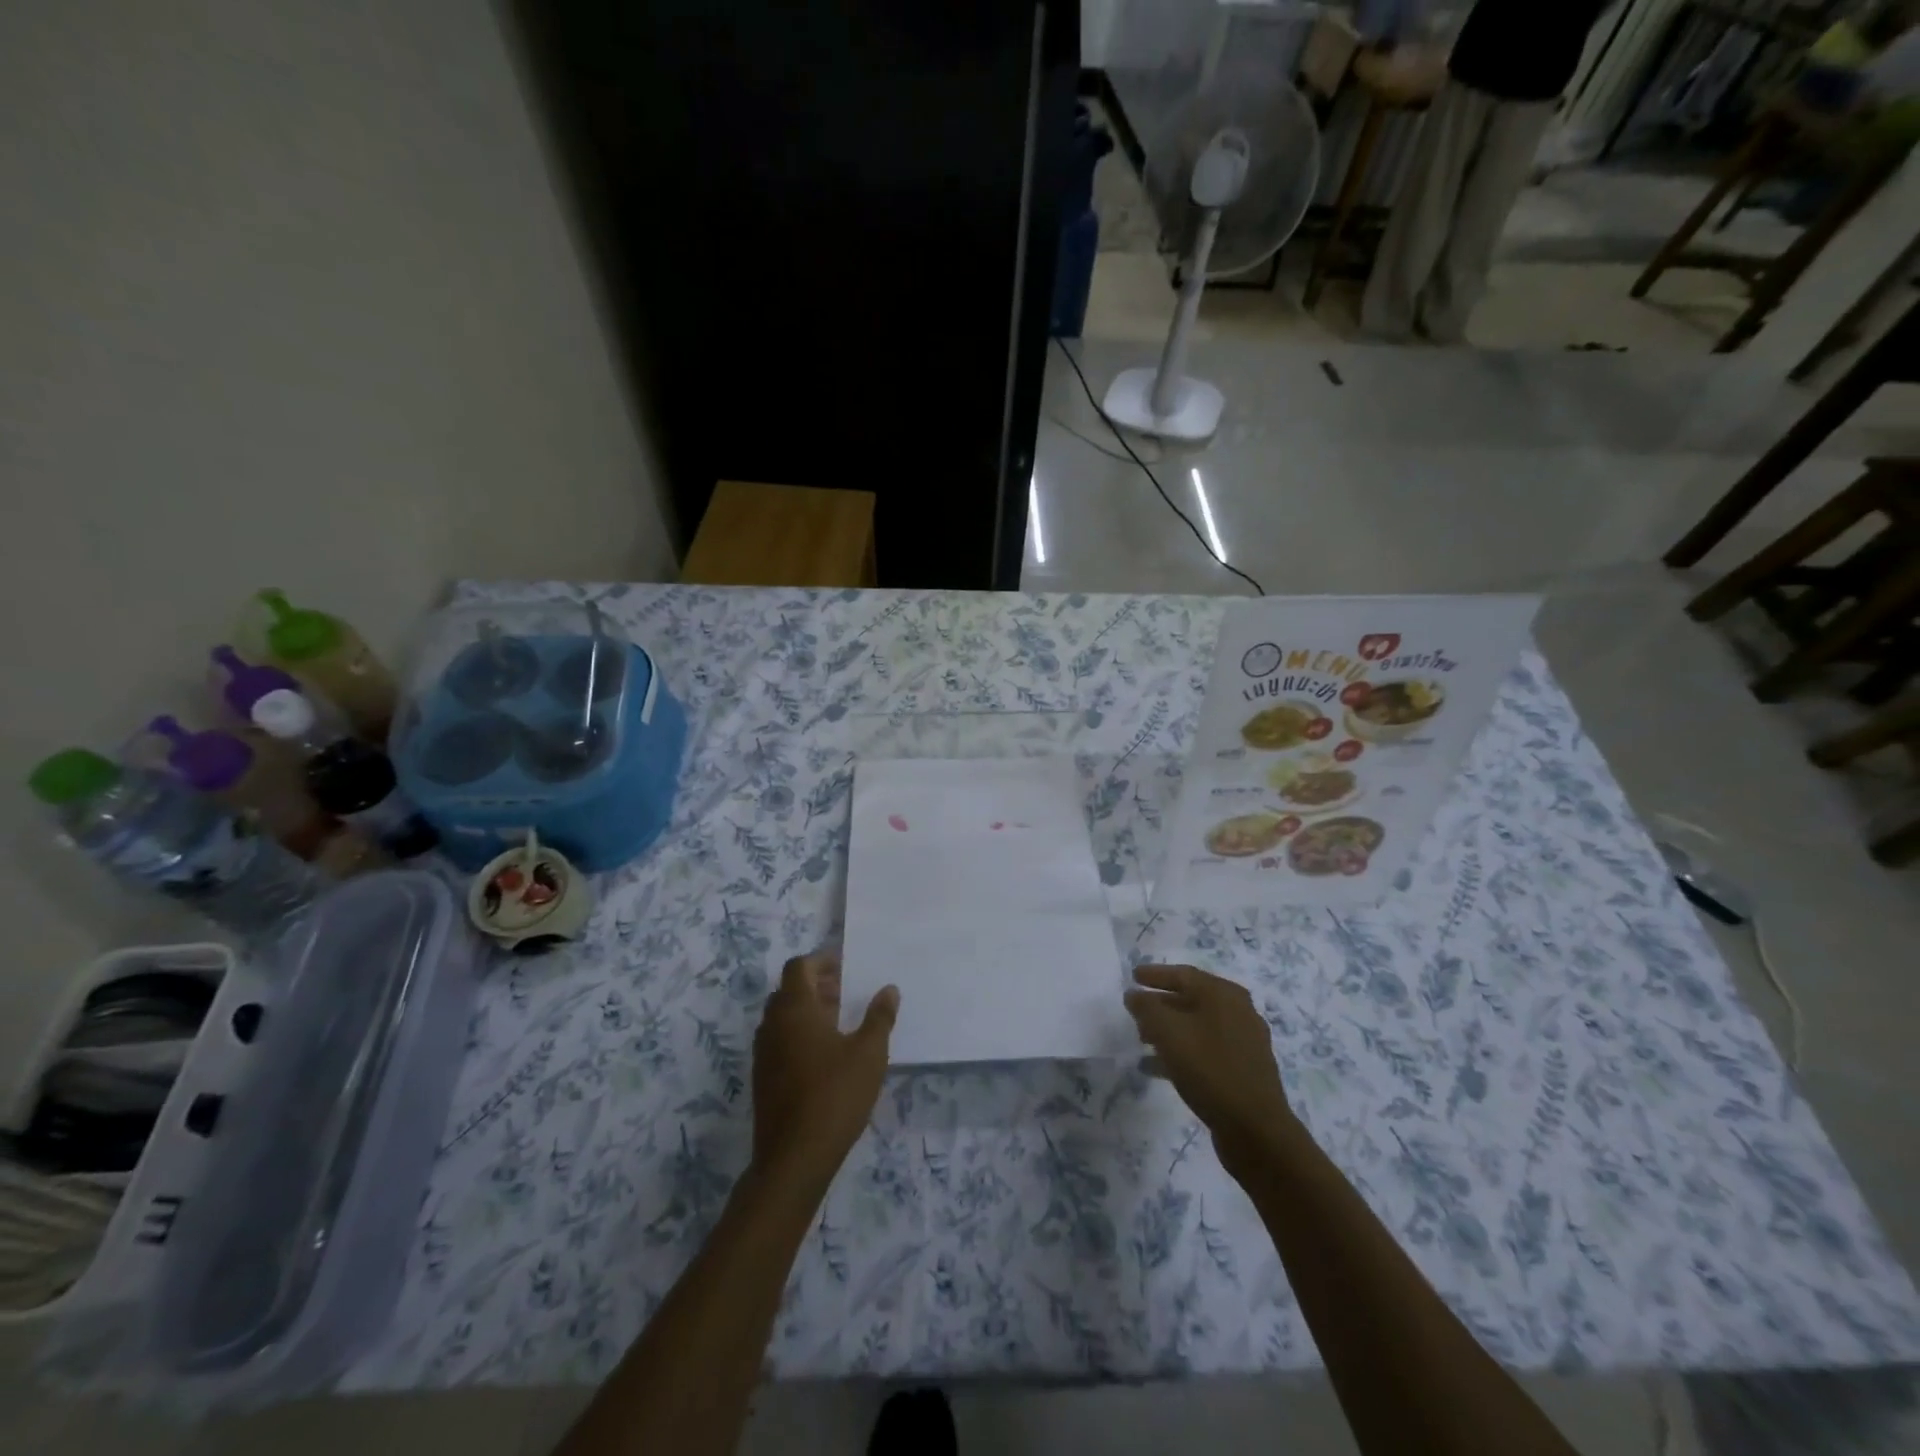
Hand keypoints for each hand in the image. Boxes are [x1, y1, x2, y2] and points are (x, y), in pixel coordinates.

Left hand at [751, 953, 897, 1189]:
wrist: (794, 1158)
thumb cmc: (835, 1095)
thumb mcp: (869, 1053)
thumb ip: (880, 1017)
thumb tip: (889, 989)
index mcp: (794, 1009)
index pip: (799, 967)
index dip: (821, 960)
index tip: (846, 966)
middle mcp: (772, 1025)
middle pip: (789, 990)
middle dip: (816, 985)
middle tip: (845, 992)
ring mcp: (763, 1053)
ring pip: (782, 1017)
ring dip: (807, 1011)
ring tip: (839, 1022)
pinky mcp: (763, 1079)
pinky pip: (779, 1041)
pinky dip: (799, 1034)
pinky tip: (825, 1055)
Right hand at [1125, 964, 1295, 1169]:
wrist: (1256, 1129)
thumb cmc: (1209, 1069)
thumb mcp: (1168, 1032)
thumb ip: (1146, 1008)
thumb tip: (1134, 995)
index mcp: (1224, 995)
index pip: (1184, 974)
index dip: (1155, 974)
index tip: (1133, 976)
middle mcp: (1238, 1012)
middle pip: (1192, 999)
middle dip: (1161, 1004)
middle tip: (1135, 1011)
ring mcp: (1244, 1042)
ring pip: (1198, 1027)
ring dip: (1169, 1030)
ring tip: (1142, 1040)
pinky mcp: (1243, 1071)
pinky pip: (1206, 1051)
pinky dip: (1182, 1052)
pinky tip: (1157, 1068)